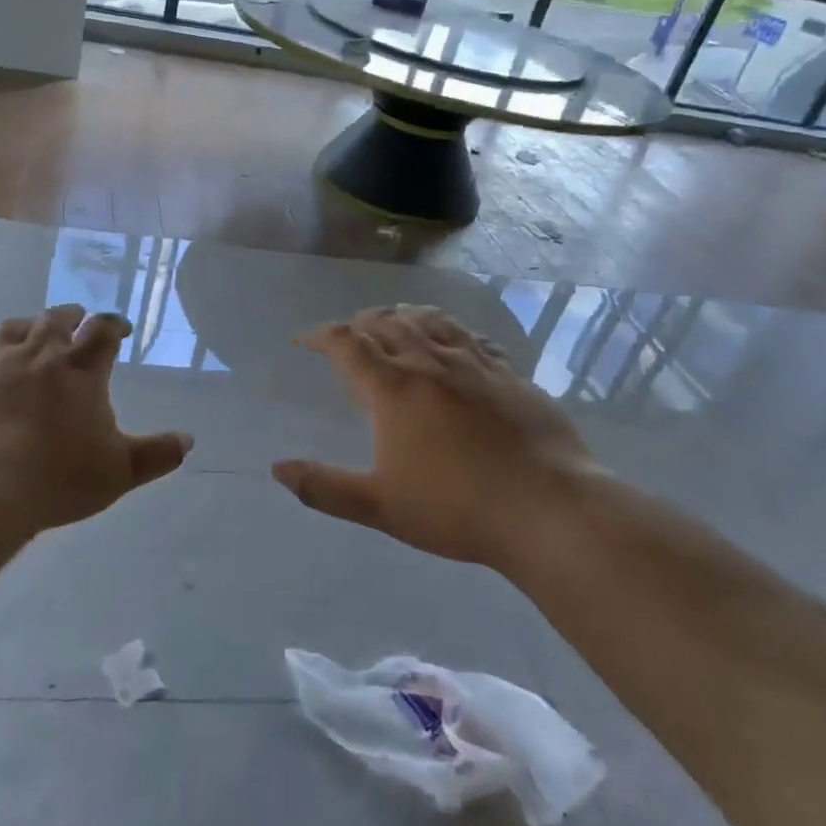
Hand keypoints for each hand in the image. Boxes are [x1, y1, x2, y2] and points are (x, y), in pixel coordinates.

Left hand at [0, 305, 191, 532]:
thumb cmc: (59, 477)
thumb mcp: (120, 472)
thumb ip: (156, 454)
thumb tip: (188, 441)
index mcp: (82, 370)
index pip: (103, 332)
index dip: (114, 325)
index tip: (120, 329)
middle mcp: (40, 355)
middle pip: (57, 319)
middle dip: (72, 316)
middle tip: (78, 317)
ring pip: (13, 328)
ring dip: (28, 324)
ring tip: (34, 327)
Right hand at [273, 305, 598, 564]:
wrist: (548, 510)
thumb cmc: (456, 508)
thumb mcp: (380, 506)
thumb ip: (324, 487)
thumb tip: (277, 469)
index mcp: (393, 389)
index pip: (347, 344)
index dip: (320, 336)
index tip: (304, 342)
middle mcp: (430, 364)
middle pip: (387, 323)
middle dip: (360, 323)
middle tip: (348, 335)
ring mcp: (475, 365)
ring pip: (431, 321)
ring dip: (404, 316)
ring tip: (395, 320)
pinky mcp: (511, 376)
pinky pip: (473, 339)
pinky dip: (452, 332)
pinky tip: (456, 344)